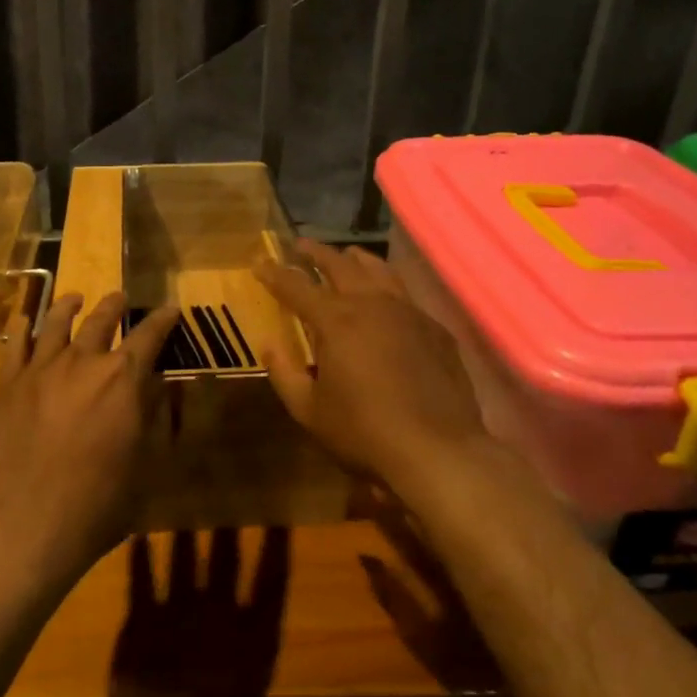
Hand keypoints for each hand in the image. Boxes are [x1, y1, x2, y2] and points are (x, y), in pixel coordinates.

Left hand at [0, 292, 179, 585]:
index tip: (170, 310)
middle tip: (120, 298)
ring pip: (57, 323)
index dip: (162, 321)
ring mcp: (41, 370)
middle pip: (101, 321)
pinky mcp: (9, 385)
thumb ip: (152, 413)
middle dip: (115, 306)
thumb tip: (156, 382)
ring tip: (75, 298)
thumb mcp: (145, 460)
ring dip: (69, 307)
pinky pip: (15, 345)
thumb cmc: (100, 500)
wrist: (31, 524)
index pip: (149, 336)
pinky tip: (25, 319)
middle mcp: (83, 362)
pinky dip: (22, 327)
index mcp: (122, 378)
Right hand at [256, 240, 495, 500]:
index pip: (296, 286)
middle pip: (340, 265)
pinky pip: (407, 295)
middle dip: (316, 253)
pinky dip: (388, 287)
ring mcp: (409, 312)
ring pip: (380, 270)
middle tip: (300, 246)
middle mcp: (372, 304)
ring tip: (346, 256)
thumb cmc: (363, 432)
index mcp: (336, 321)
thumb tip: (268, 342)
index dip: (274, 273)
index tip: (259, 262)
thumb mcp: (309, 410)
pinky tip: (387, 300)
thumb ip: (284, 372)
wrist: (437, 450)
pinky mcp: (435, 329)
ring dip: (357, 260)